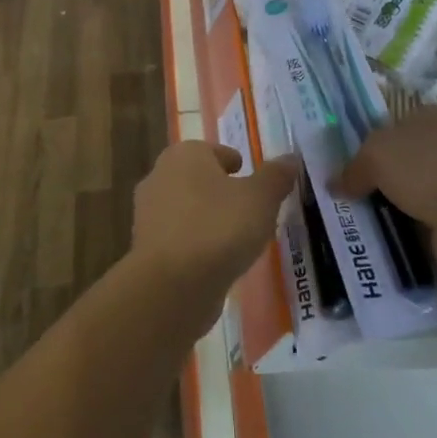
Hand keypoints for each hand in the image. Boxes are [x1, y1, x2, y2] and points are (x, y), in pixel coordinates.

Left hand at [132, 143, 299, 320]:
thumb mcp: (260, 199)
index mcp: (184, 154)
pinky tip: (216, 261)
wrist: (171, 286)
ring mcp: (147, 213)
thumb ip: (276, 176)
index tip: (254, 184)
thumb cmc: (218, 228)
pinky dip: (196, 244)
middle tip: (249, 210)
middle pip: (198, 179)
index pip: (215, 151)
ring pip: (187, 209)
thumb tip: (290, 158)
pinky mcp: (146, 248)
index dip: (236, 164)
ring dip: (208, 219)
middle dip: (221, 192)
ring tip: (237, 239)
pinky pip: (179, 238)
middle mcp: (159, 176)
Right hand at [334, 106, 436, 285]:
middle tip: (337, 199)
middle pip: (399, 165)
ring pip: (407, 200)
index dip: (367, 143)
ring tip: (346, 228)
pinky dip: (400, 241)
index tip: (340, 165)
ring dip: (384, 214)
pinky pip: (418, 232)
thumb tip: (336, 184)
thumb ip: (354, 167)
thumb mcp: (378, 153)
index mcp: (435, 119)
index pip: (394, 125)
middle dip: (372, 182)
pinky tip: (372, 248)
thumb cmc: (431, 168)